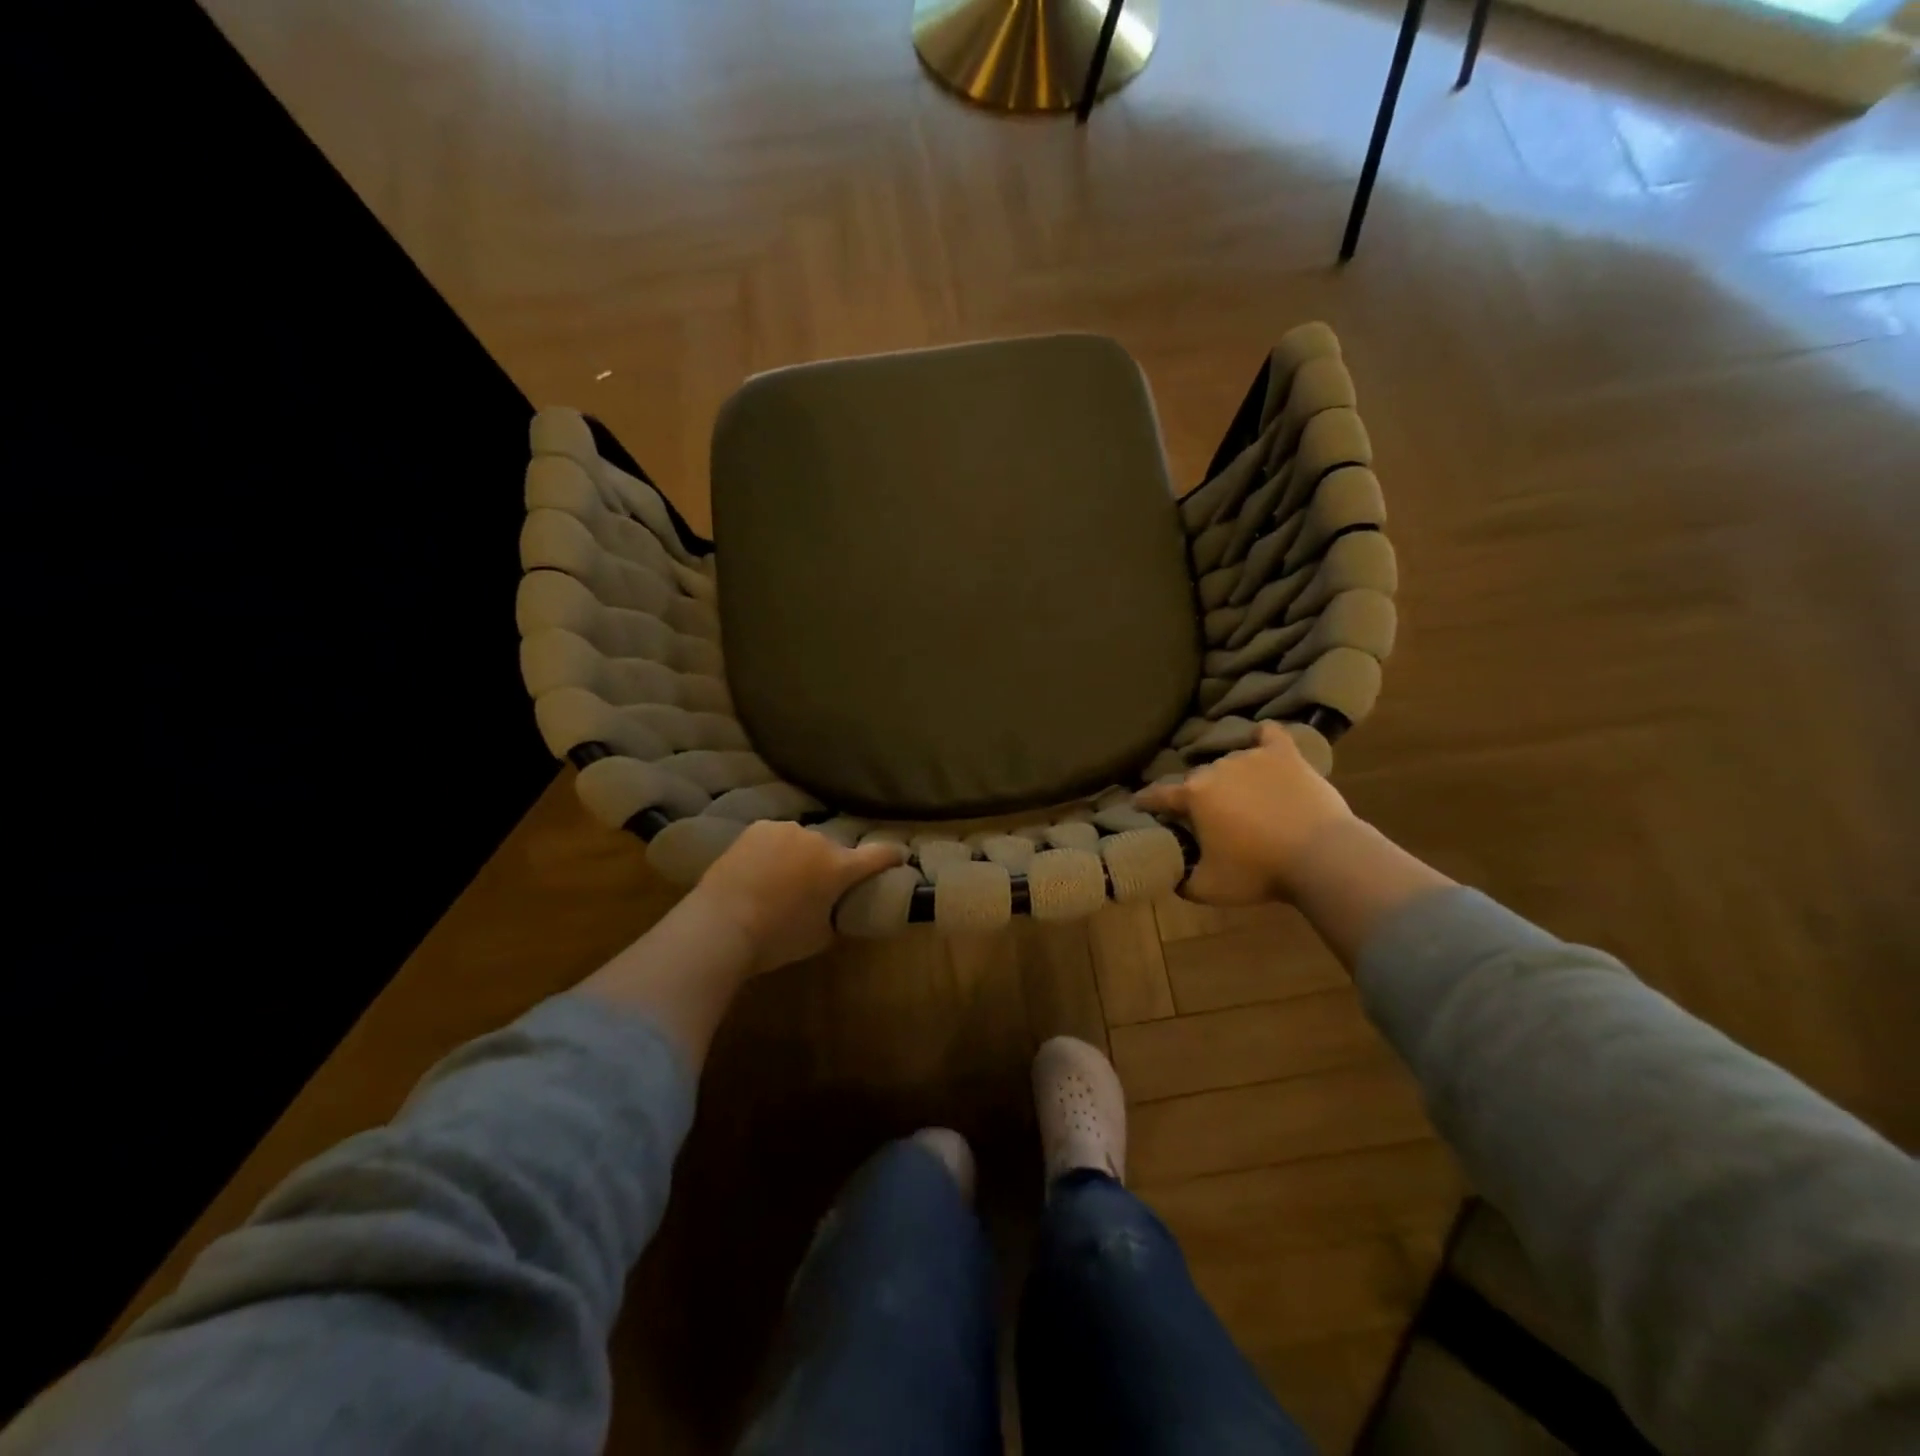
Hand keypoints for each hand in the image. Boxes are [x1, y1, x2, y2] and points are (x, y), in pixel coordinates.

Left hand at [686, 820, 905, 975]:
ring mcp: (786, 830)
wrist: (719, 925)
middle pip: (835, 851)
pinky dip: (774, 852)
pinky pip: (776, 839)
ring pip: (803, 843)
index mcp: (840, 867)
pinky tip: (758, 872)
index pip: (880, 855)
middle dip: (831, 866)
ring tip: (780, 881)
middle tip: (816, 889)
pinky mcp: (757, 828)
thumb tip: (838, 910)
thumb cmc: (775, 939)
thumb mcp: (819, 938)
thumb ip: (836, 917)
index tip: (901, 856)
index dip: (893, 856)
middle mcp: (818, 840)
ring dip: (800, 857)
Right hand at [1137, 724, 1355, 904]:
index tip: (1137, 804)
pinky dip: (1263, 739)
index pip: (1158, 795)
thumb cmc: (1260, 872)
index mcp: (1194, 796)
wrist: (1323, 858)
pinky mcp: (1286, 755)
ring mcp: (1252, 757)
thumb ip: (1181, 880)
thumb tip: (1172, 874)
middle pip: (1198, 780)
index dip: (1145, 801)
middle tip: (1208, 818)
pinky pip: (1269, 735)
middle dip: (1197, 797)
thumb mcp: (1208, 889)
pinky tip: (1262, 742)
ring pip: (1230, 763)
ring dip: (1230, 779)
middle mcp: (1217, 768)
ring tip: (1242, 797)